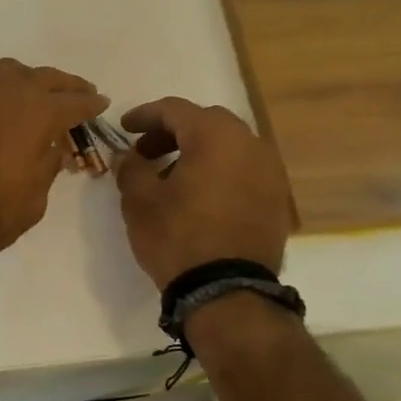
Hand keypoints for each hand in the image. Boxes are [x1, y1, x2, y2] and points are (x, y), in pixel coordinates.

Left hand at [0, 59, 107, 277]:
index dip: (90, 104)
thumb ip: (48, 163)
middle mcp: (3, 93)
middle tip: (78, 93)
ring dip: (28, 80)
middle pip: (43, 77)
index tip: (101, 103)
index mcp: (35, 113)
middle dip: (65, 85)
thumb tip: (52, 145)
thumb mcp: (35, 197)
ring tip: (37, 95)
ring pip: (6, 73)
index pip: (73, 102)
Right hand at [115, 96, 296, 286]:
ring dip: (198, 152)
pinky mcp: (277, 199)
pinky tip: (199, 196)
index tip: (123, 128)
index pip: (175, 110)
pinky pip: (243, 170)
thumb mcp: (139, 200)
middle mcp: (249, 144)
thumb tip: (128, 156)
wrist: (228, 290)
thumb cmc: (178, 237)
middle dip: (173, 132)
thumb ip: (130, 168)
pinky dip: (219, 172)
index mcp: (215, 136)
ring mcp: (269, 172)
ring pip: (228, 146)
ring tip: (171, 177)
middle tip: (146, 153)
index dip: (144, 115)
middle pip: (206, 123)